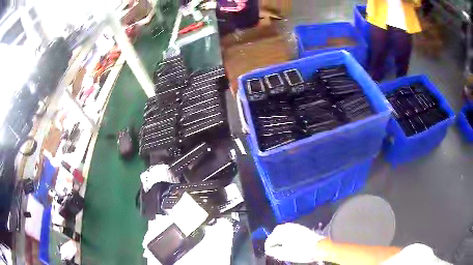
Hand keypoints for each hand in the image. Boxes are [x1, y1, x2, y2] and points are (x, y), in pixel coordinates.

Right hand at [265, 223, 325, 262]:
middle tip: (272, 246)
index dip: (268, 246)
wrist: (318, 247)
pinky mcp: (302, 228)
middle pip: (276, 231)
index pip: (270, 239)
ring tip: (280, 243)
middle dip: (273, 238)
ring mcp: (296, 226)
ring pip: (284, 228)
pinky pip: (291, 228)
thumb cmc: (301, 251)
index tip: (268, 251)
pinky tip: (289, 239)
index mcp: (282, 233)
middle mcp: (288, 227)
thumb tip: (268, 250)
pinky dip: (287, 233)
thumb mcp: (285, 254)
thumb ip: (275, 252)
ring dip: (280, 235)